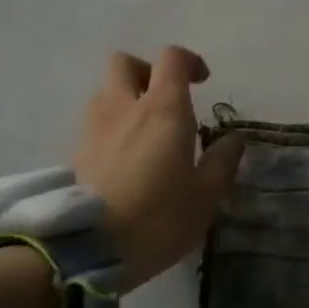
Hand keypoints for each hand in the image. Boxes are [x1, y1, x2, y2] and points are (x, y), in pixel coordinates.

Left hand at [72, 47, 245, 288]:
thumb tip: (234, 139)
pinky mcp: (75, 152)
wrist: (90, 249)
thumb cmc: (159, 217)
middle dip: (146, 71)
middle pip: (125, 62)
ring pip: (105, 90)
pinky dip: (110, 125)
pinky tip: (124, 156)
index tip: (202, 82)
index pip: (171, 58)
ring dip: (125, 98)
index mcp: (163, 109)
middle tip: (165, 98)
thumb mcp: (206, 194)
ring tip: (144, 129)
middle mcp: (124, 107)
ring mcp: (94, 127)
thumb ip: (222, 161)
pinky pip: (94, 121)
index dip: (189, 61)